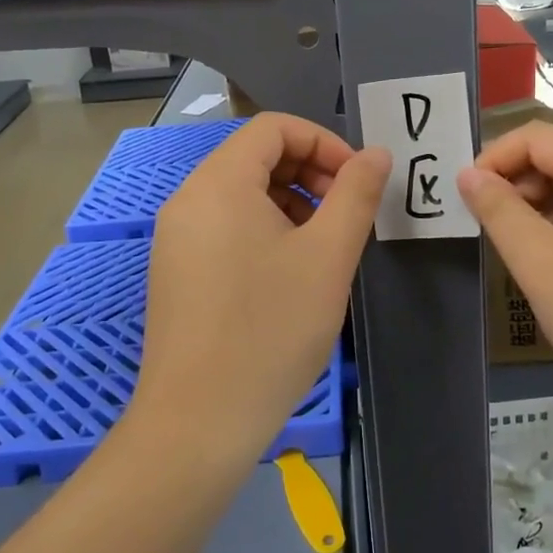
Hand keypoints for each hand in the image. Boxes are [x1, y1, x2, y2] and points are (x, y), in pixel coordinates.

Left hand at [132, 113, 388, 471]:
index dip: (324, 143)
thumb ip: (356, 194)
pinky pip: (226, 227)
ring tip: (324, 247)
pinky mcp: (177, 272)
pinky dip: (265, 231)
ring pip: (243, 194)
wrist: (198, 424)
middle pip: (256, 157)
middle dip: (310, 173)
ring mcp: (177, 238)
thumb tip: (375, 154)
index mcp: (219, 183)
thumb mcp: (328, 256)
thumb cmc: (270, 330)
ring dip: (291, 203)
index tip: (357, 182)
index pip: (273, 128)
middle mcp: (189, 200)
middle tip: (347, 215)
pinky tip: (291, 274)